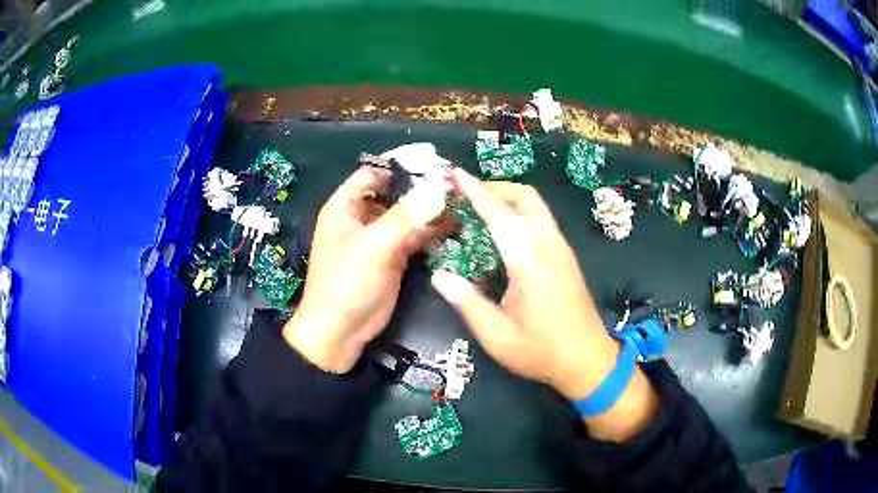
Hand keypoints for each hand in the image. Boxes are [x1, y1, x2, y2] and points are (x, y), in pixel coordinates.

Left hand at [283, 167, 447, 372]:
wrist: (341, 331)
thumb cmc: (346, 283)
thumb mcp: (373, 246)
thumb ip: (406, 216)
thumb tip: (439, 188)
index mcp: (346, 206)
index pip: (373, 172)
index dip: (400, 164)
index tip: (433, 160)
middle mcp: (363, 217)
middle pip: (394, 192)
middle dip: (422, 187)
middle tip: (454, 182)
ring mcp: (379, 237)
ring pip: (407, 214)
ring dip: (431, 209)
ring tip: (462, 202)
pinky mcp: (393, 256)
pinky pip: (414, 236)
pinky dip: (432, 231)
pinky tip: (455, 226)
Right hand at [431, 170, 656, 440]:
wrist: (588, 360)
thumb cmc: (541, 351)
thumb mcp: (497, 336)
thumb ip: (467, 303)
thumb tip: (440, 275)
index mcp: (530, 262)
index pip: (501, 214)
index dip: (477, 192)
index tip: (457, 174)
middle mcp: (549, 246)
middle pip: (527, 197)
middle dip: (497, 188)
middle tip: (469, 197)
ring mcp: (562, 250)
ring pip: (538, 207)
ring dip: (510, 200)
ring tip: (481, 212)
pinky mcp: (566, 258)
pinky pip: (542, 222)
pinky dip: (521, 214)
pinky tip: (504, 235)